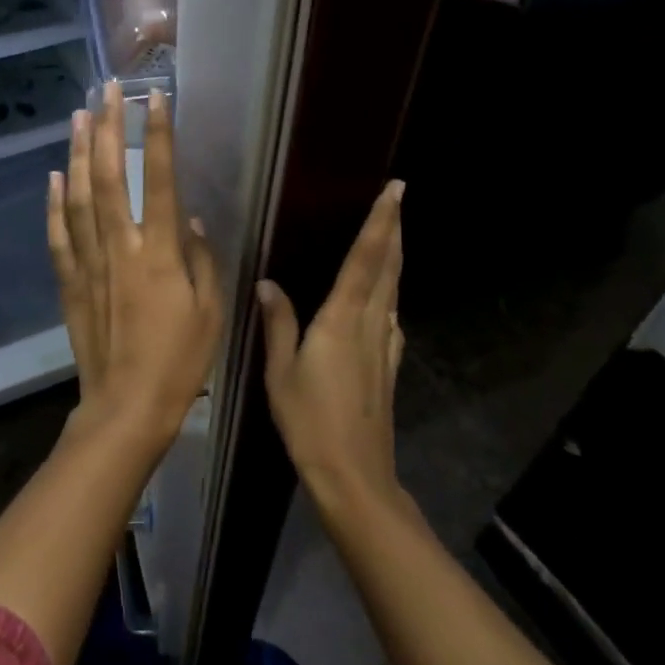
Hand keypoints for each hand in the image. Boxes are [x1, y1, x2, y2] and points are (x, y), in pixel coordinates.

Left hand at [47, 82, 221, 449]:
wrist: (127, 407)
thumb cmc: (180, 363)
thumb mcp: (211, 313)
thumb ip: (203, 262)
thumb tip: (194, 221)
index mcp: (161, 254)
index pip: (161, 181)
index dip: (158, 137)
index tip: (155, 99)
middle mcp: (121, 248)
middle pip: (111, 177)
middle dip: (109, 129)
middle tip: (107, 90)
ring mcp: (90, 263)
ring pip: (79, 198)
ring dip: (79, 153)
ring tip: (79, 115)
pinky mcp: (70, 283)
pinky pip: (58, 235)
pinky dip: (53, 203)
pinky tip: (53, 176)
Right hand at [257, 180, 406, 515]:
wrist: (353, 473)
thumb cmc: (309, 420)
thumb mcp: (280, 371)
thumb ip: (277, 322)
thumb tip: (267, 283)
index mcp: (342, 319)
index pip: (365, 259)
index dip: (380, 222)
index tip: (394, 190)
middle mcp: (371, 324)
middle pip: (388, 267)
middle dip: (394, 229)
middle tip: (398, 199)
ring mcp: (385, 345)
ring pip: (394, 289)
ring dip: (395, 256)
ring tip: (392, 233)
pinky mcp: (389, 365)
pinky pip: (392, 315)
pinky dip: (391, 291)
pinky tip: (386, 296)